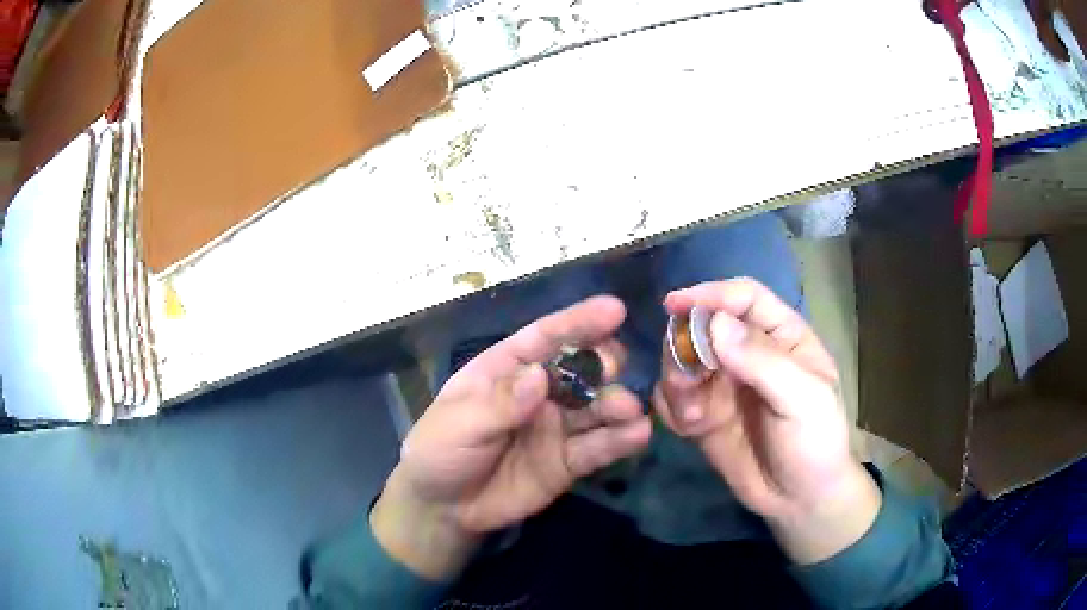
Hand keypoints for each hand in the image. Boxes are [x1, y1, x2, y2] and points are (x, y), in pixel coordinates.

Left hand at [372, 296, 651, 579]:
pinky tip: (638, 435)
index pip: (545, 338)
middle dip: (603, 362)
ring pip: (596, 407)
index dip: (578, 322)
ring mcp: (558, 427)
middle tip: (613, 369)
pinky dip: (620, 440)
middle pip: (581, 368)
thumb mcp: (459, 424)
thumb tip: (539, 376)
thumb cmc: (440, 452)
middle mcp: (540, 393)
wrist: (444, 509)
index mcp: (507, 369)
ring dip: (617, 403)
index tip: (614, 310)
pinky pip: (599, 447)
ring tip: (628, 409)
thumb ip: (500, 404)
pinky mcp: (569, 462)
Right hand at [654, 279, 879, 563]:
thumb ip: (763, 362)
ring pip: (682, 361)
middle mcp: (749, 353)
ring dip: (676, 381)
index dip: (711, 295)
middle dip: (686, 347)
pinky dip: (670, 407)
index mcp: (783, 336)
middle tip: (683, 380)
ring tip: (691, 414)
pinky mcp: (703, 415)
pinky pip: (672, 398)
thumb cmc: (816, 442)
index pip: (744, 298)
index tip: (674, 305)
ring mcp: (723, 385)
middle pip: (704, 326)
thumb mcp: (803, 399)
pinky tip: (687, 428)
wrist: (799, 500)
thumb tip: (714, 323)